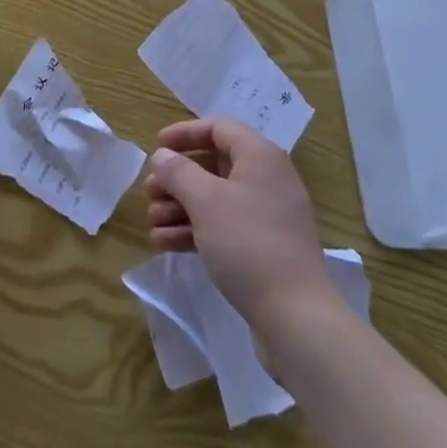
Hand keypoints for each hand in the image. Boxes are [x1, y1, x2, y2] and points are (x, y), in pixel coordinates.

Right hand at [144, 117, 337, 331]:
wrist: (296, 319)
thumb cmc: (248, 245)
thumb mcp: (206, 202)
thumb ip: (179, 172)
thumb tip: (162, 156)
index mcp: (260, 157)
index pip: (218, 128)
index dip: (185, 133)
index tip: (157, 147)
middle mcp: (267, 179)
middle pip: (213, 165)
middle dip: (177, 178)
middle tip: (149, 192)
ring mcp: (267, 216)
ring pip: (215, 198)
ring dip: (180, 206)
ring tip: (152, 222)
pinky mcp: (264, 248)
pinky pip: (224, 226)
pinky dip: (195, 230)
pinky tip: (165, 243)